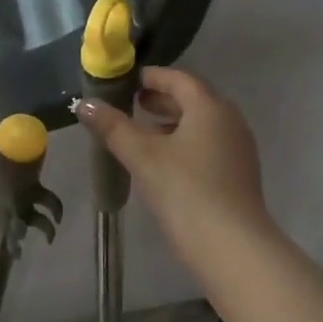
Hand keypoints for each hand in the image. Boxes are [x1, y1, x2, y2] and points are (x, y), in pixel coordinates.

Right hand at [74, 66, 274, 264]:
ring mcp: (238, 148)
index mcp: (210, 107)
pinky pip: (208, 146)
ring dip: (172, 124)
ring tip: (141, 135)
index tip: (127, 82)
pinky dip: (185, 144)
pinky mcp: (238, 174)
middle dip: (161, 101)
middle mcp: (230, 120)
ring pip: (201, 125)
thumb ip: (113, 127)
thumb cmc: (184, 191)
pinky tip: (164, 164)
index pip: (179, 79)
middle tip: (130, 105)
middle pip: (193, 100)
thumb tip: (83, 104)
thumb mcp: (142, 157)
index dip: (152, 77)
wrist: (230, 244)